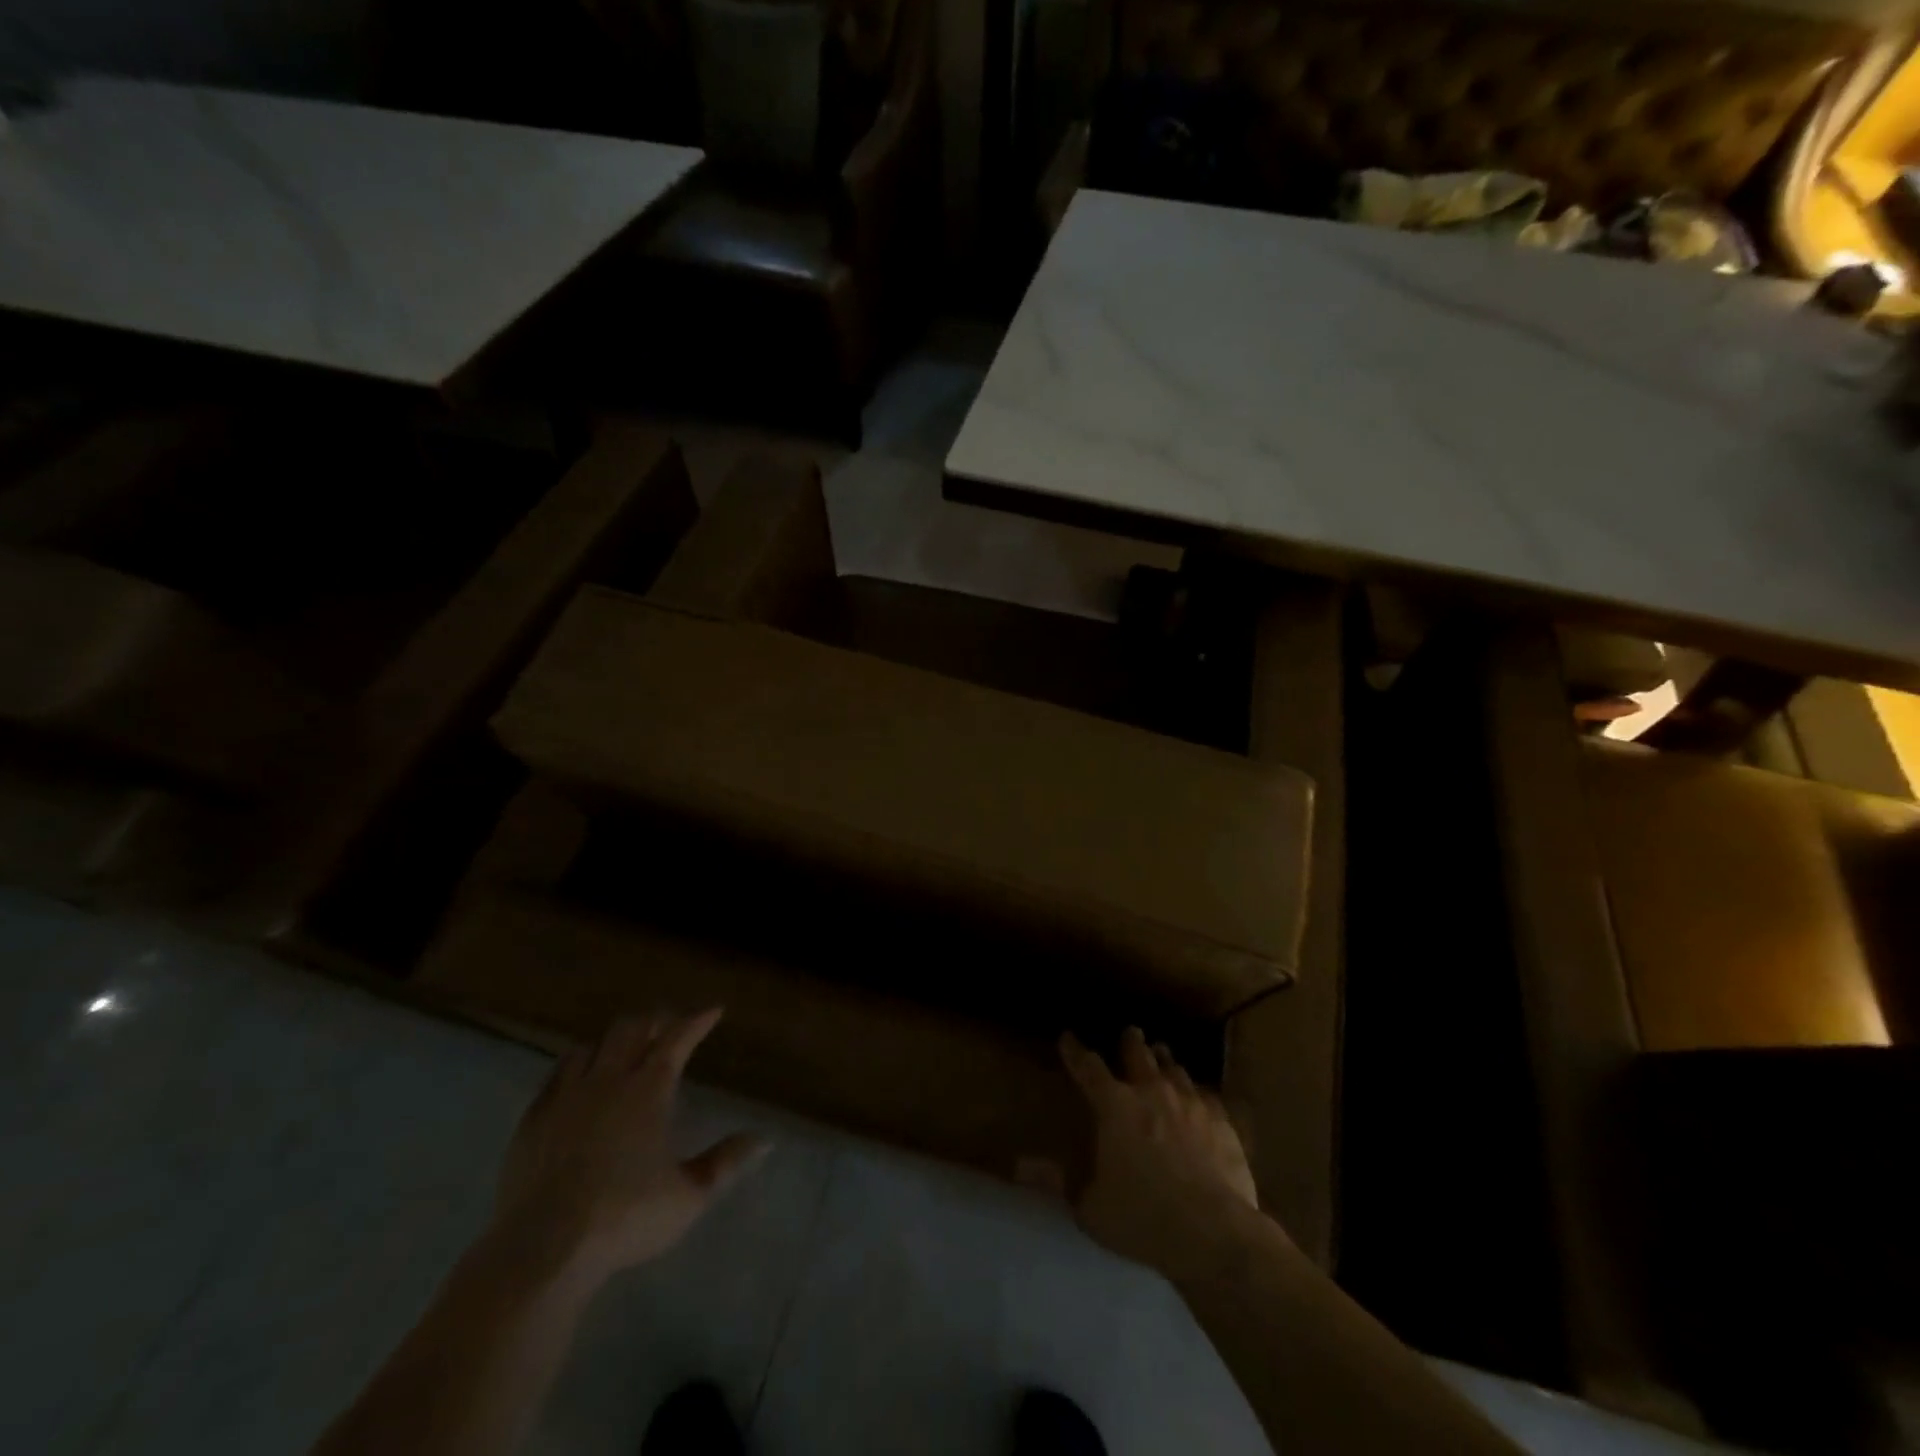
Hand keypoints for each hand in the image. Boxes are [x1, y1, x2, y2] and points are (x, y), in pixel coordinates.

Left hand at [490, 1009, 769, 1286]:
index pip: (677, 1038)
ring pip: (591, 1046)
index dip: (697, 1020)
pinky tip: (577, 1079)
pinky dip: (575, 1065)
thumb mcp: (689, 1196)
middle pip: (631, 1029)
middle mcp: (609, 1080)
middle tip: (667, 1025)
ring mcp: (566, 1096)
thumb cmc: (625, 1217)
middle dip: (654, 1021)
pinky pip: (556, 1074)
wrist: (542, 1249)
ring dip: (612, 1041)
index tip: (713, 1010)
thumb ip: (726, 1162)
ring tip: (623, 1048)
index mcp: (649, 1089)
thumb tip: (765, 1140)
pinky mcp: (533, 1119)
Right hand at [1051, 1027, 1263, 1278]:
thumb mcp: (1090, 1208)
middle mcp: (1151, 1092)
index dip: (1076, 1051)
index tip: (1068, 1037)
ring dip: (1164, 1061)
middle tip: (1130, 1032)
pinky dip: (1197, 1092)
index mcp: (1115, 1106)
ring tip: (1162, 1054)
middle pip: (1139, 1054)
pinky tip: (1200, 1096)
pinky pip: (1206, 1095)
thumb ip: (1057, 1183)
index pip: (1088, 1068)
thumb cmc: (1142, 1218)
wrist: (1214, 1232)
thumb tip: (1018, 1166)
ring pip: (1174, 1069)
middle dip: (1131, 1041)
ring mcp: (1190, 1103)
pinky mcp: (1222, 1121)